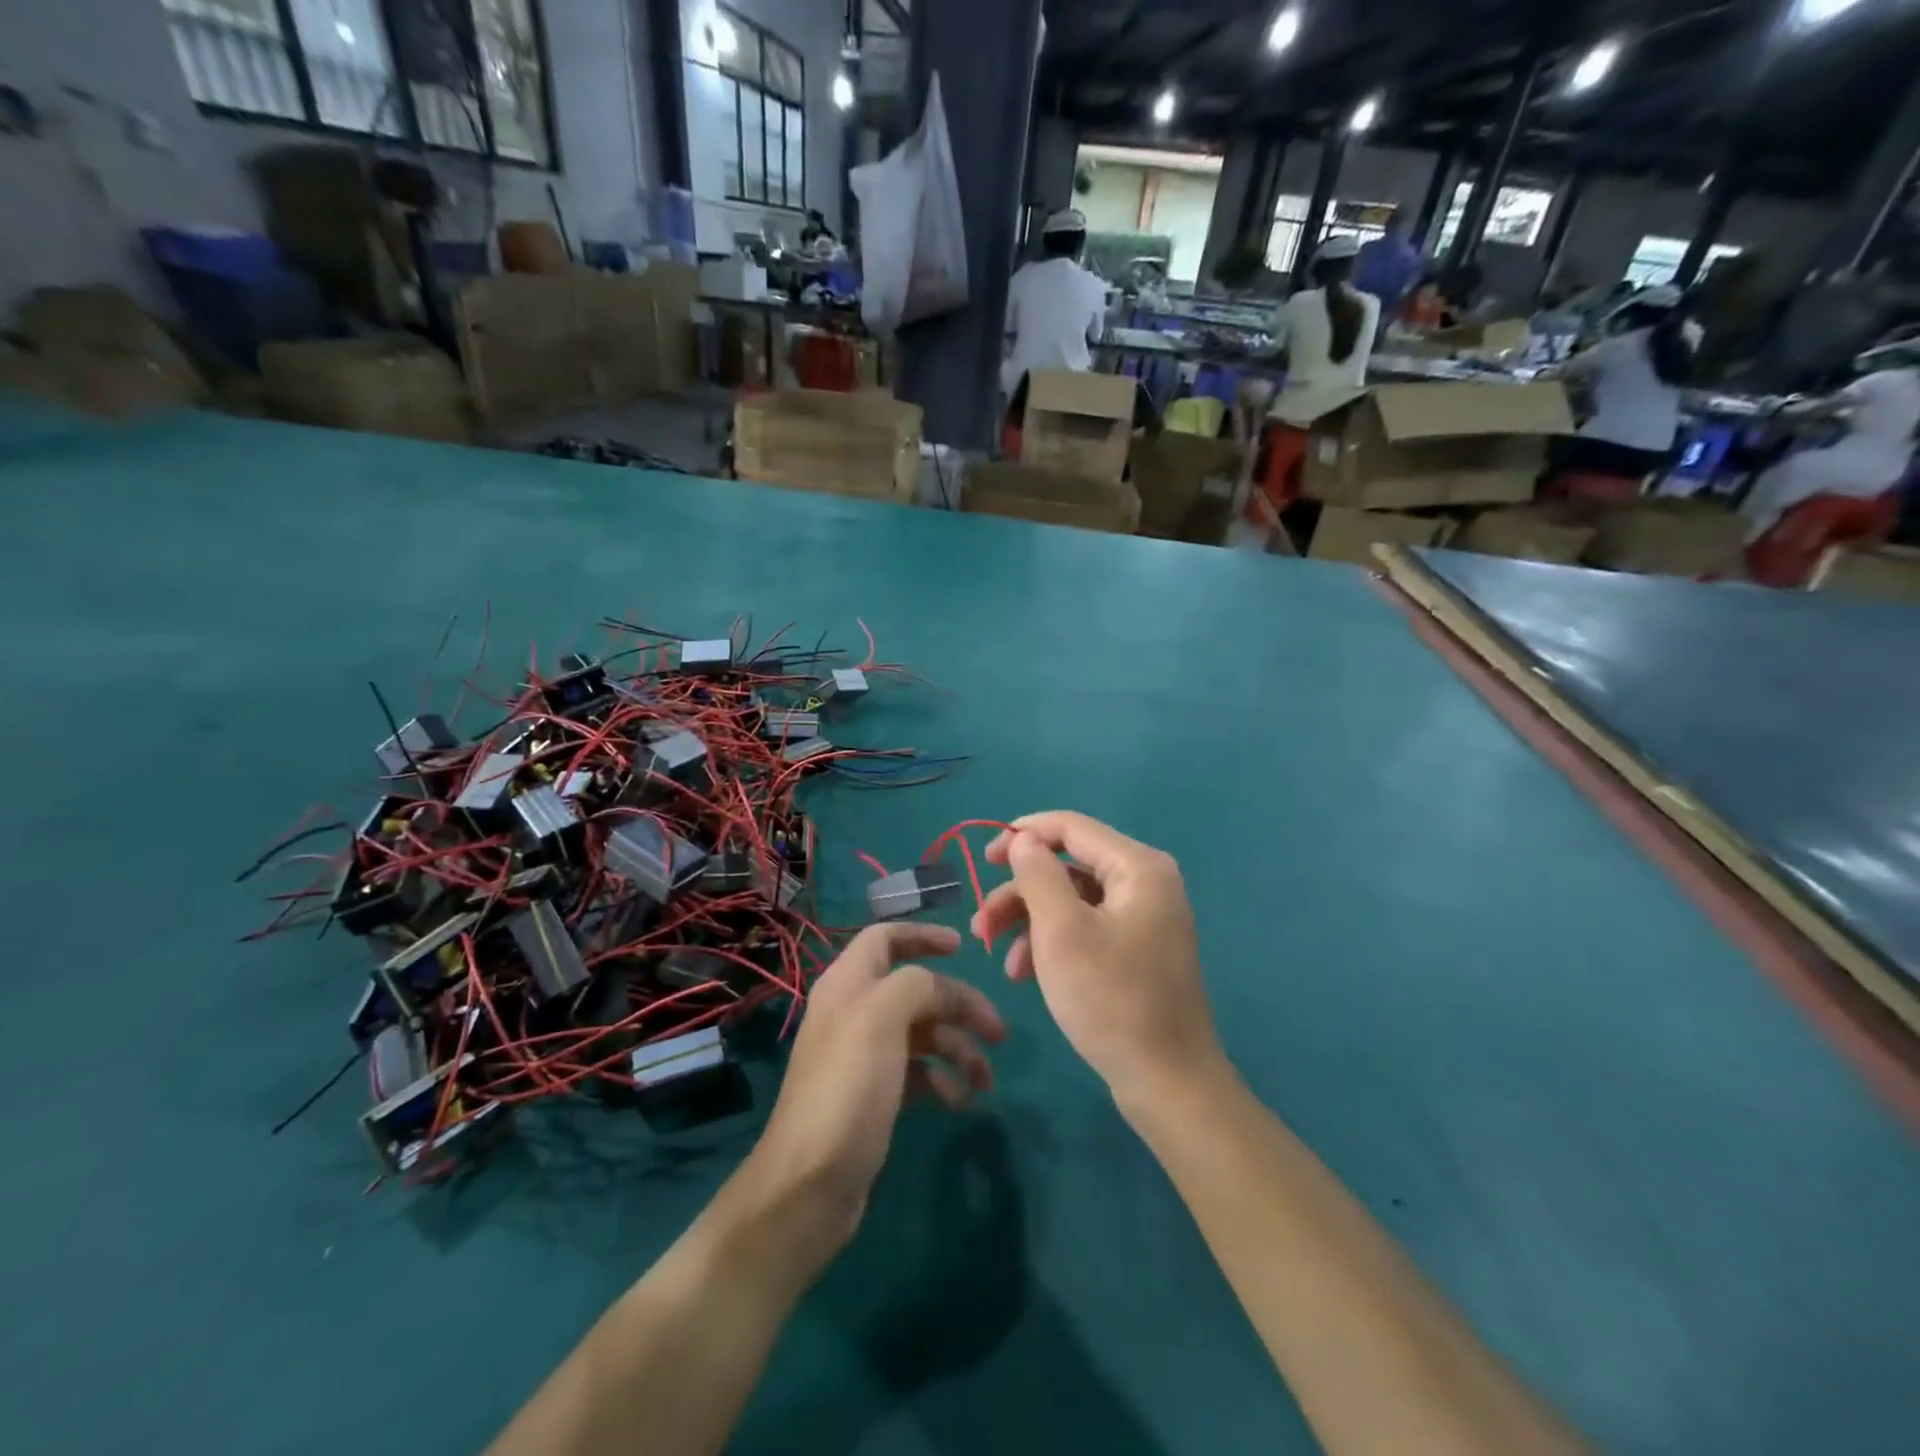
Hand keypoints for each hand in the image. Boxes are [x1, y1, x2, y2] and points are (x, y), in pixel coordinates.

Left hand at [738, 923, 1004, 1261]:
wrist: (811, 1183)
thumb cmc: (848, 1087)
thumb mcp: (882, 1018)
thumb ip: (916, 985)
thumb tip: (942, 989)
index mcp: (848, 983)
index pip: (885, 938)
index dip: (922, 936)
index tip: (962, 947)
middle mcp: (855, 1011)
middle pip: (916, 990)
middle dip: (959, 1005)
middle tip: (998, 1031)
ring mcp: (865, 1055)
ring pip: (924, 1033)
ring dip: (958, 1049)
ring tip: (985, 1080)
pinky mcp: (875, 1094)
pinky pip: (919, 1072)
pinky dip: (943, 1081)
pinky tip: (959, 1103)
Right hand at [972, 812, 1223, 1103]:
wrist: (1167, 1081)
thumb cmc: (1111, 999)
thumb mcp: (1061, 931)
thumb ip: (1039, 874)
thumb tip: (1025, 840)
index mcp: (1138, 866)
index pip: (1071, 826)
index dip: (1023, 834)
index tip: (984, 858)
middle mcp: (1146, 882)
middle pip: (1069, 866)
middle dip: (1020, 892)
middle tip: (981, 921)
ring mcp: (1144, 917)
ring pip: (1072, 899)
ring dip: (1030, 921)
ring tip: (998, 956)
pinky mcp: (1137, 948)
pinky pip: (1086, 927)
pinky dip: (1052, 942)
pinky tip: (1025, 973)